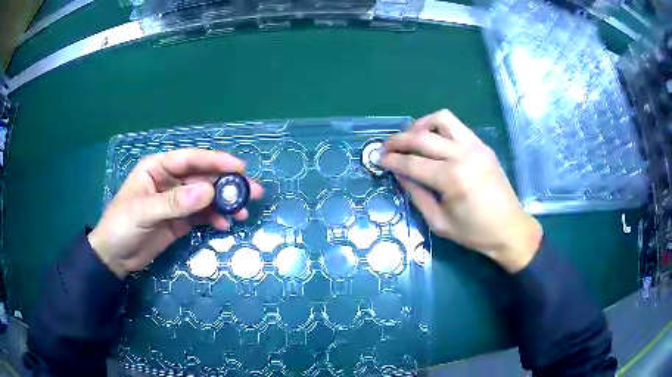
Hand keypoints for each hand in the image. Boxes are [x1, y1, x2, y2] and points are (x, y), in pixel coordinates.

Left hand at [88, 149, 262, 277]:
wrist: (115, 257)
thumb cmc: (122, 226)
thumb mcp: (144, 212)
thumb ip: (175, 202)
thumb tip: (209, 192)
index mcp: (158, 168)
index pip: (190, 159)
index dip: (215, 161)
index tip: (239, 168)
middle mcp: (170, 181)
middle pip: (203, 178)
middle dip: (227, 185)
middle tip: (252, 193)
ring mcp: (177, 202)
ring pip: (206, 197)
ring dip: (225, 204)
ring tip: (243, 213)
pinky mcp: (180, 221)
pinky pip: (202, 216)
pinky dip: (215, 220)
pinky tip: (225, 226)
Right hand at [381, 110, 541, 272]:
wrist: (509, 228)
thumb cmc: (474, 233)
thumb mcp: (439, 222)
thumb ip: (416, 195)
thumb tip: (399, 175)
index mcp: (452, 179)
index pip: (412, 163)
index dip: (392, 161)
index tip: (378, 159)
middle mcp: (462, 155)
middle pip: (422, 138)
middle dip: (398, 140)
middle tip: (385, 147)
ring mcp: (475, 146)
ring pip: (441, 119)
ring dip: (420, 125)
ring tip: (410, 138)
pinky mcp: (482, 145)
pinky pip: (456, 126)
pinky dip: (439, 128)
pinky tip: (433, 141)